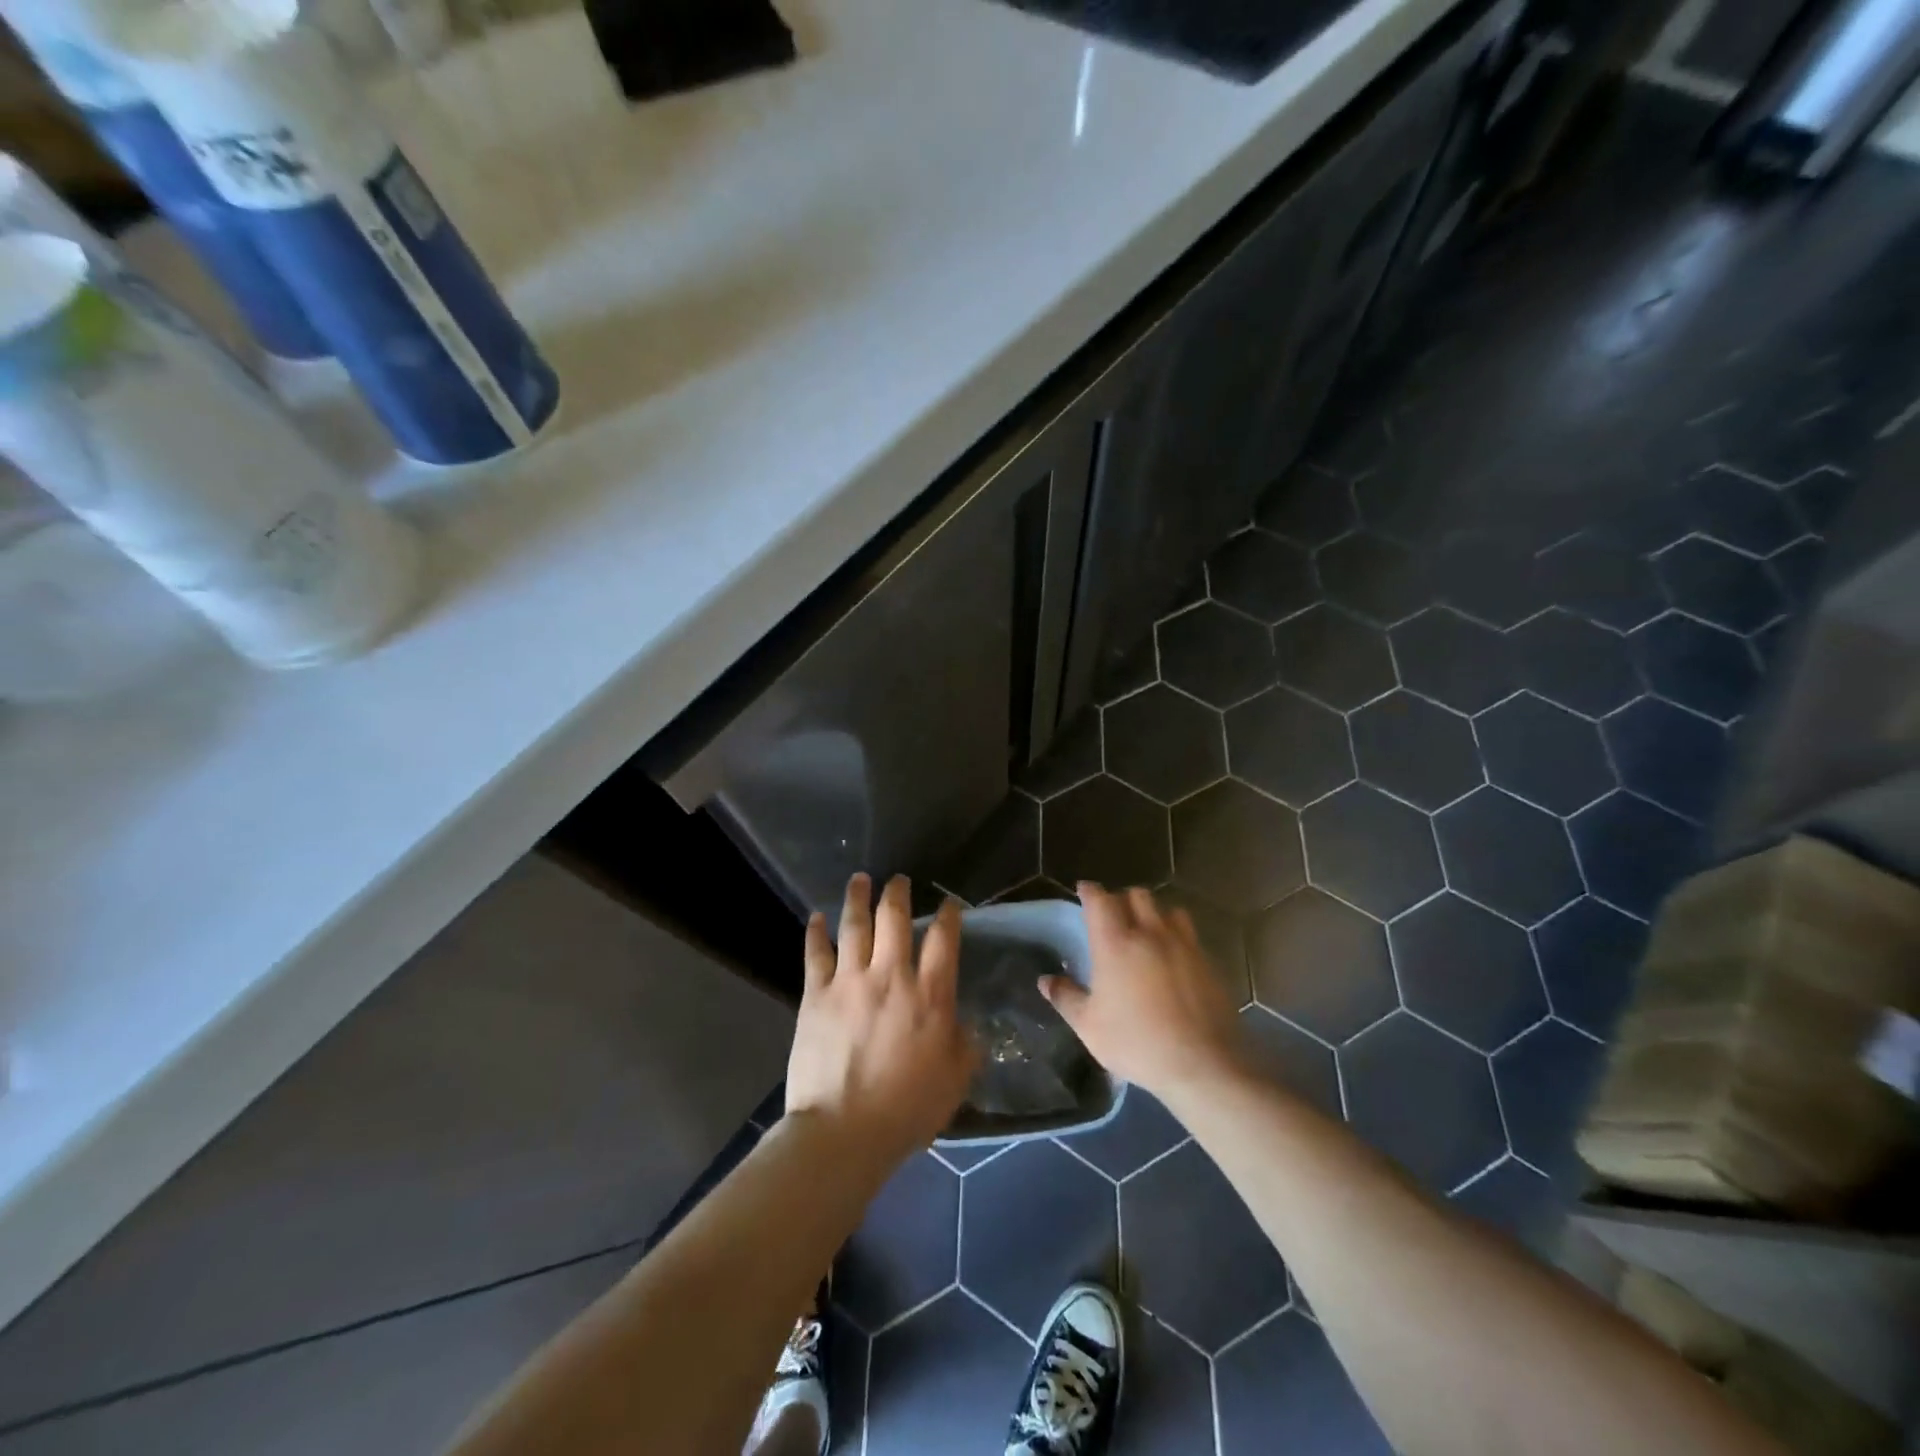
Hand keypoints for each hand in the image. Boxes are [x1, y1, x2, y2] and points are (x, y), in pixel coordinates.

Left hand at [785, 875, 977, 1165]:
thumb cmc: (907, 1109)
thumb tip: (967, 1025)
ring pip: (855, 925)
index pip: (943, 940)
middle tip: (898, 880)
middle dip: (898, 893)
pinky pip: (816, 953)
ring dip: (858, 898)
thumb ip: (966, 1046)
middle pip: (895, 919)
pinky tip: (816, 917)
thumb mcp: (955, 1080)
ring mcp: (850, 981)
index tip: (948, 903)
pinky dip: (816, 932)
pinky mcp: (816, 994)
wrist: (844, 1130)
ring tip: (860, 879)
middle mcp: (891, 976)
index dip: (948, 915)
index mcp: (930, 995)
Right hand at [1040, 882, 1245, 1100]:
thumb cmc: (1137, 1043)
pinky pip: (1189, 933)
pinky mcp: (1207, 961)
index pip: (1100, 900)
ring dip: (1153, 913)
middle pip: (1137, 895)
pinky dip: (1176, 934)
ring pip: (1167, 909)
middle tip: (1114, 915)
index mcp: (1115, 943)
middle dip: (1122, 898)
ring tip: (1147, 931)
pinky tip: (1173, 956)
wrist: (1202, 1064)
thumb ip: (1066, 998)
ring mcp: (1183, 944)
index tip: (1084, 890)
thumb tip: (1045, 980)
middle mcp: (1150, 933)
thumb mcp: (1089, 1027)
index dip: (1090, 891)